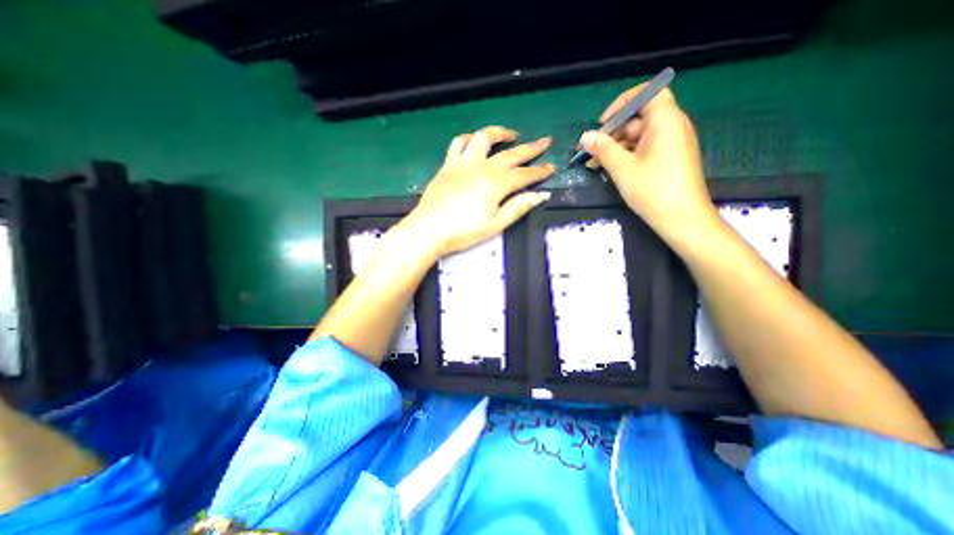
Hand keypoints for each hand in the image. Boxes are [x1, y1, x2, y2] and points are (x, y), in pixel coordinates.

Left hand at [399, 125, 552, 257]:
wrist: (429, 230)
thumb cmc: (463, 232)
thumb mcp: (495, 225)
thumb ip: (518, 208)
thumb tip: (541, 195)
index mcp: (496, 184)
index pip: (525, 174)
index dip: (540, 171)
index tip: (552, 167)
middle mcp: (482, 167)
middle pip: (511, 153)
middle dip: (531, 148)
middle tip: (545, 141)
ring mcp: (463, 163)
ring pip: (484, 138)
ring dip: (500, 133)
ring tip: (511, 135)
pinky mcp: (448, 164)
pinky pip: (459, 143)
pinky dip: (469, 139)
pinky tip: (475, 142)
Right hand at [578, 84, 718, 242]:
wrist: (682, 218)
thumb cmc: (652, 189)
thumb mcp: (622, 168)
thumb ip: (603, 148)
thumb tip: (585, 136)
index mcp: (665, 120)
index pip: (646, 94)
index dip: (622, 103)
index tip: (602, 123)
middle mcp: (671, 126)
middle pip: (638, 118)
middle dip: (612, 132)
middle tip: (590, 150)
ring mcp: (671, 144)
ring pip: (638, 136)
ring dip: (615, 147)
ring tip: (593, 164)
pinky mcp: (669, 159)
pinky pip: (644, 149)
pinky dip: (626, 155)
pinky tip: (609, 168)